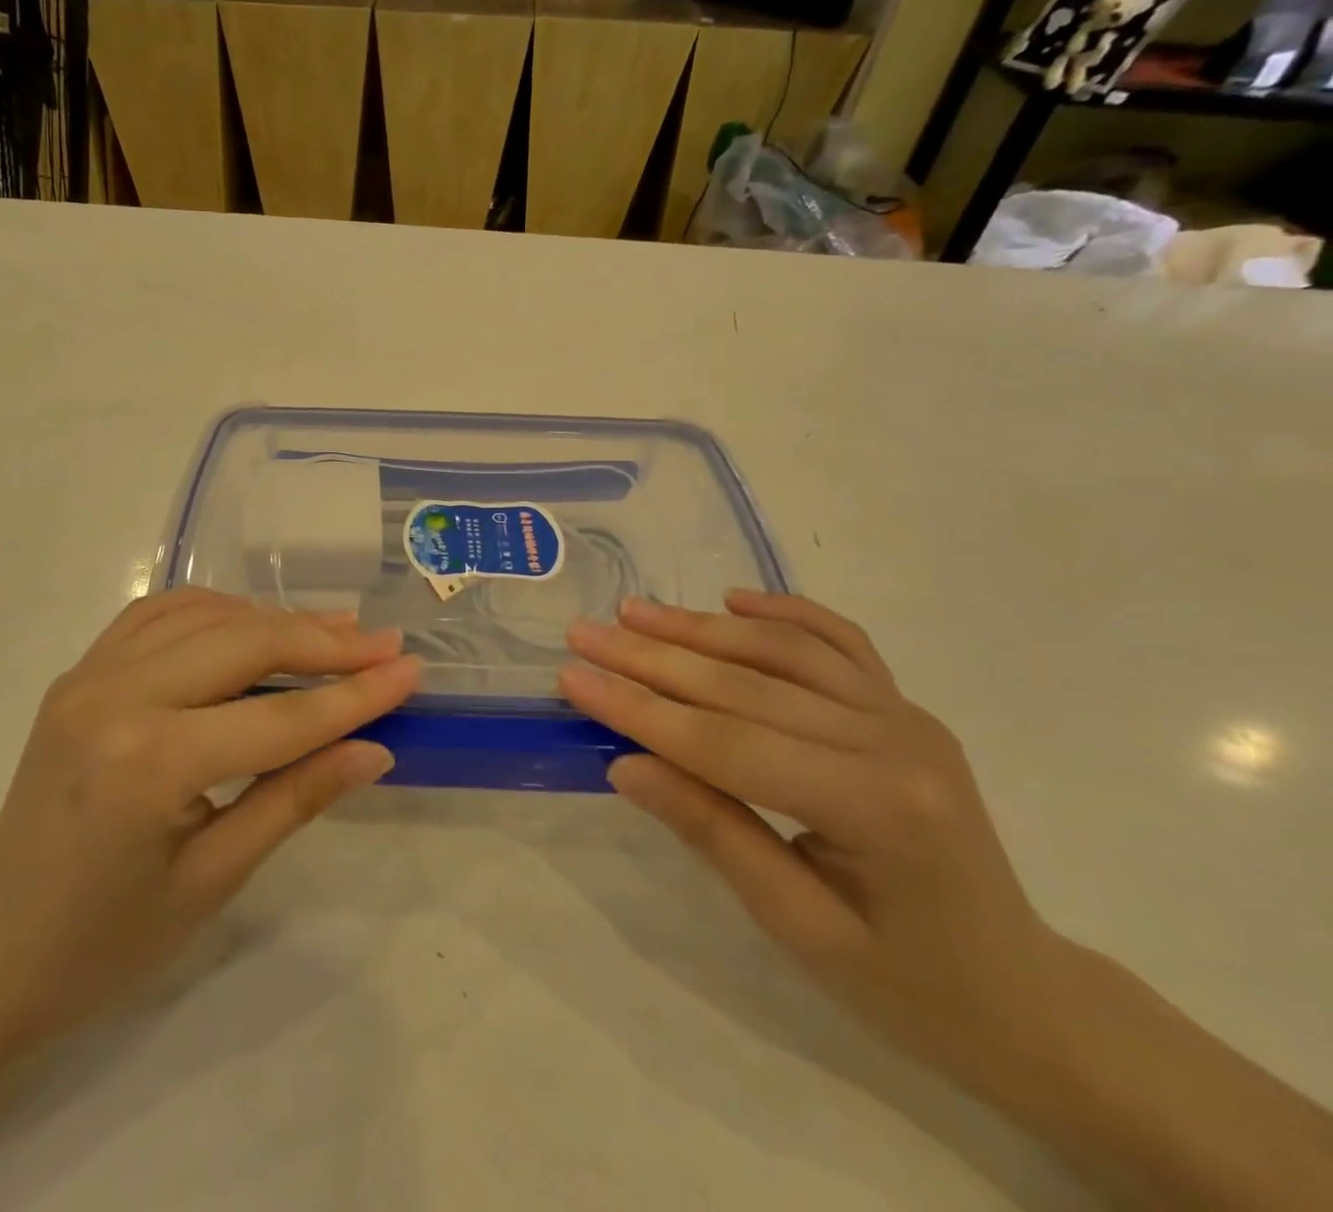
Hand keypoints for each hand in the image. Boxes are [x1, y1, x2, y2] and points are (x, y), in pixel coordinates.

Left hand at [0, 588, 419, 1045]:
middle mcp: (116, 697)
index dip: (354, 695)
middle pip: (244, 643)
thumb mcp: (213, 880)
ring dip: (275, 618)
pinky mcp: (81, 671)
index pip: (279, 718)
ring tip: (335, 631)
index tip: (410, 669)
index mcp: (149, 763)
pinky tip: (252, 623)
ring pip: (205, 614)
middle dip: (323, 642)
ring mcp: (90, 674)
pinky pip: (160, 614)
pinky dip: (218, 609)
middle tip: (384, 643)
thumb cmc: (105, 942)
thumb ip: (296, 800)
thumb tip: (374, 750)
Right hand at [561, 590, 1068, 1105]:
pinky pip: (841, 642)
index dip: (640, 710)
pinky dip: (785, 611)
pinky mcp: (906, 708)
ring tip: (633, 611)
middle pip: (746, 684)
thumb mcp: (798, 927)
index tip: (572, 677)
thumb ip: (713, 833)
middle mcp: (895, 741)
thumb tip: (625, 765)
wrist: (1024, 998)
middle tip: (583, 632)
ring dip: (700, 626)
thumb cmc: (908, 987)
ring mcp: (906, 715)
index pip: (726, 744)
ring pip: (785, 650)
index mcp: (875, 806)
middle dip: (651, 657)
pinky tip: (733, 597)